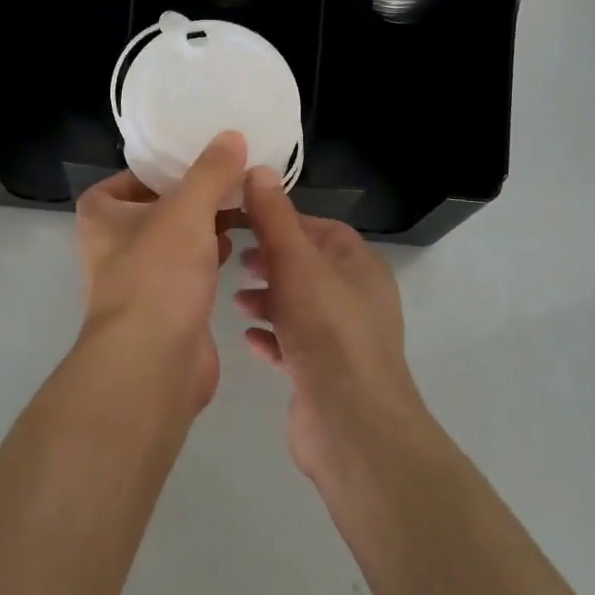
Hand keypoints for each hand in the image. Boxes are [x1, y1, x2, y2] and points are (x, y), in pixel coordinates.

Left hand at [76, 132, 247, 414]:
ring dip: (208, 224)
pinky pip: (190, 268)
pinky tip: (240, 245)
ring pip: (178, 237)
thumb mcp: (187, 211)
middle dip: (198, 194)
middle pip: (161, 204)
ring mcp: (139, 276)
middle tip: (237, 177)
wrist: (152, 364)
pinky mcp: (165, 305)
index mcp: (103, 213)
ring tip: (245, 204)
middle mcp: (114, 242)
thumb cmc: (158, 275)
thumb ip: (210, 172)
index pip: (135, 175)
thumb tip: (231, 136)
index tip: (208, 155)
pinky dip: (211, 254)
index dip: (170, 164)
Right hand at [235, 168, 426, 482]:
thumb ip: (274, 218)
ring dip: (267, 298)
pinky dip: (271, 336)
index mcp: (359, 267)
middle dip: (271, 259)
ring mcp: (342, 340)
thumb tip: (258, 168)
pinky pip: (293, 344)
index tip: (244, 219)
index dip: (283, 220)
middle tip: (235, 258)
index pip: (321, 228)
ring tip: (235, 299)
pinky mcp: (324, 375)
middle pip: (308, 266)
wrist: (352, 426)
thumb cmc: (327, 331)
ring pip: (299, 305)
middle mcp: (356, 299)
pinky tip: (247, 338)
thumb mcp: (296, 263)